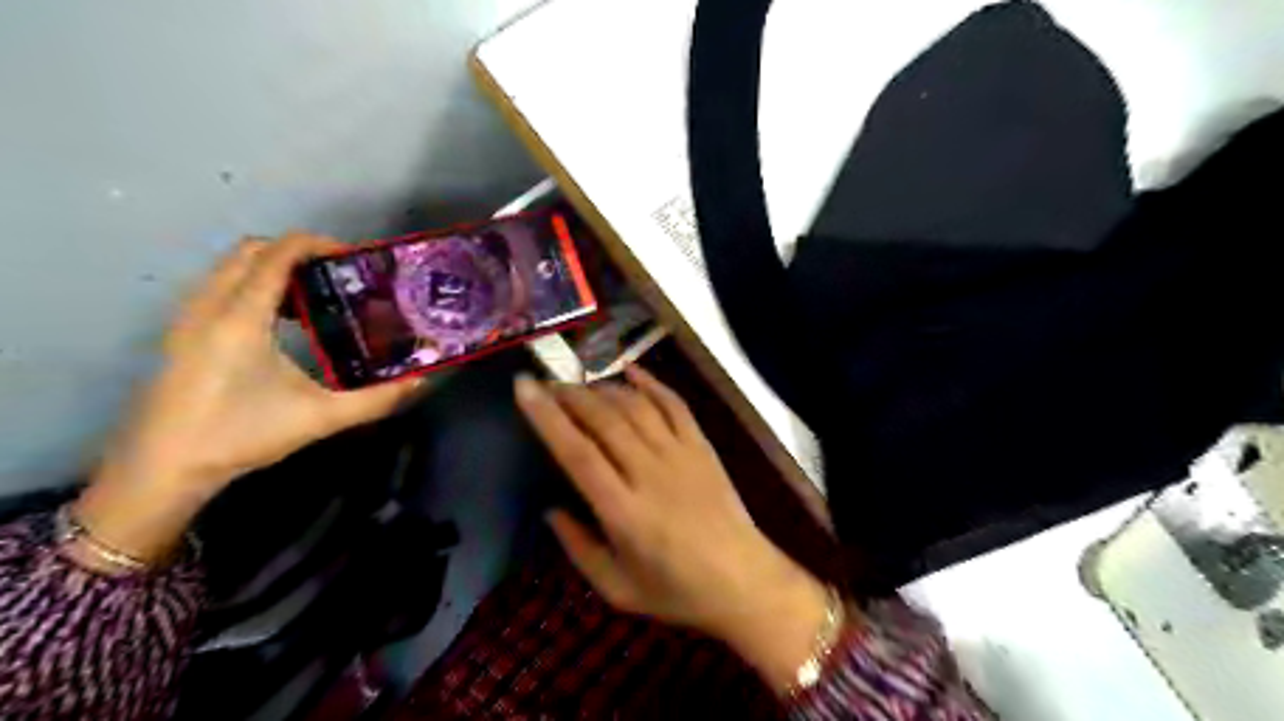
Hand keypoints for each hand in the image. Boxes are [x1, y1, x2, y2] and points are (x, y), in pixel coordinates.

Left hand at [74, 235, 424, 564]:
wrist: (162, 469)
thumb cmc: (240, 435)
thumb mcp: (319, 418)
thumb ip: (376, 399)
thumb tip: (421, 381)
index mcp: (240, 317)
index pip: (275, 255)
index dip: (315, 245)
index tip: (353, 257)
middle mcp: (209, 306)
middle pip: (250, 251)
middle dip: (295, 252)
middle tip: (336, 274)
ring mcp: (188, 319)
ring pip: (230, 268)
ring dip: (272, 268)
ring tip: (315, 295)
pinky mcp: (181, 335)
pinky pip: (219, 288)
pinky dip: (253, 286)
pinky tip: (281, 323)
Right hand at [516, 369, 839, 690]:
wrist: (744, 581)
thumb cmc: (677, 591)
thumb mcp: (617, 589)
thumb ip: (579, 548)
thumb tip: (551, 510)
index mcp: (623, 512)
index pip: (577, 452)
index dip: (547, 417)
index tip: (524, 388)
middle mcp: (649, 473)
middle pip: (603, 420)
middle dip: (569, 395)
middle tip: (546, 383)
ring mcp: (680, 455)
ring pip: (635, 407)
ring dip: (603, 388)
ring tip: (579, 383)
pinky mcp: (702, 447)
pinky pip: (675, 405)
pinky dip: (651, 383)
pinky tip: (630, 371)